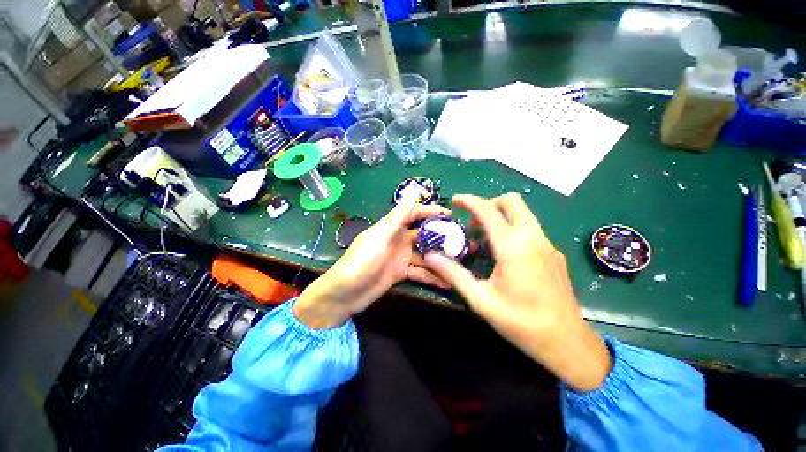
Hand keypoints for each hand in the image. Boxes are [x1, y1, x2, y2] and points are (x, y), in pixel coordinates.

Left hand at [294, 200, 450, 328]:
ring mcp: (400, 257)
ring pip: (424, 255)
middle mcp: (398, 240)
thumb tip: (412, 193)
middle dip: (440, 237)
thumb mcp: (380, 236)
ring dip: (439, 259)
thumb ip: (397, 217)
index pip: (413, 214)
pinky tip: (447, 281)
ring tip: (459, 263)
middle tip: (461, 242)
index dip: (430, 211)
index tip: (449, 214)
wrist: (345, 293)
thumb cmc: (361, 260)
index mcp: (391, 227)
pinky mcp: (401, 273)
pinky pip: (420, 272)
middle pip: (423, 235)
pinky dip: (432, 277)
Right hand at [423, 193, 610, 391]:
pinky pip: (530, 228)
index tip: (455, 200)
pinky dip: (512, 229)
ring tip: (484, 240)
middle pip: (511, 201)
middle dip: (488, 204)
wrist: (567, 342)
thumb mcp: (481, 299)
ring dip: (500, 216)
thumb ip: (454, 274)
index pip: (488, 210)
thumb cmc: (521, 322)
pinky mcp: (554, 253)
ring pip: (522, 213)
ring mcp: (547, 244)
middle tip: (472, 224)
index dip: (469, 200)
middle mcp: (533, 238)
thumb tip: (430, 257)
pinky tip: (504, 254)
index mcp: (513, 247)